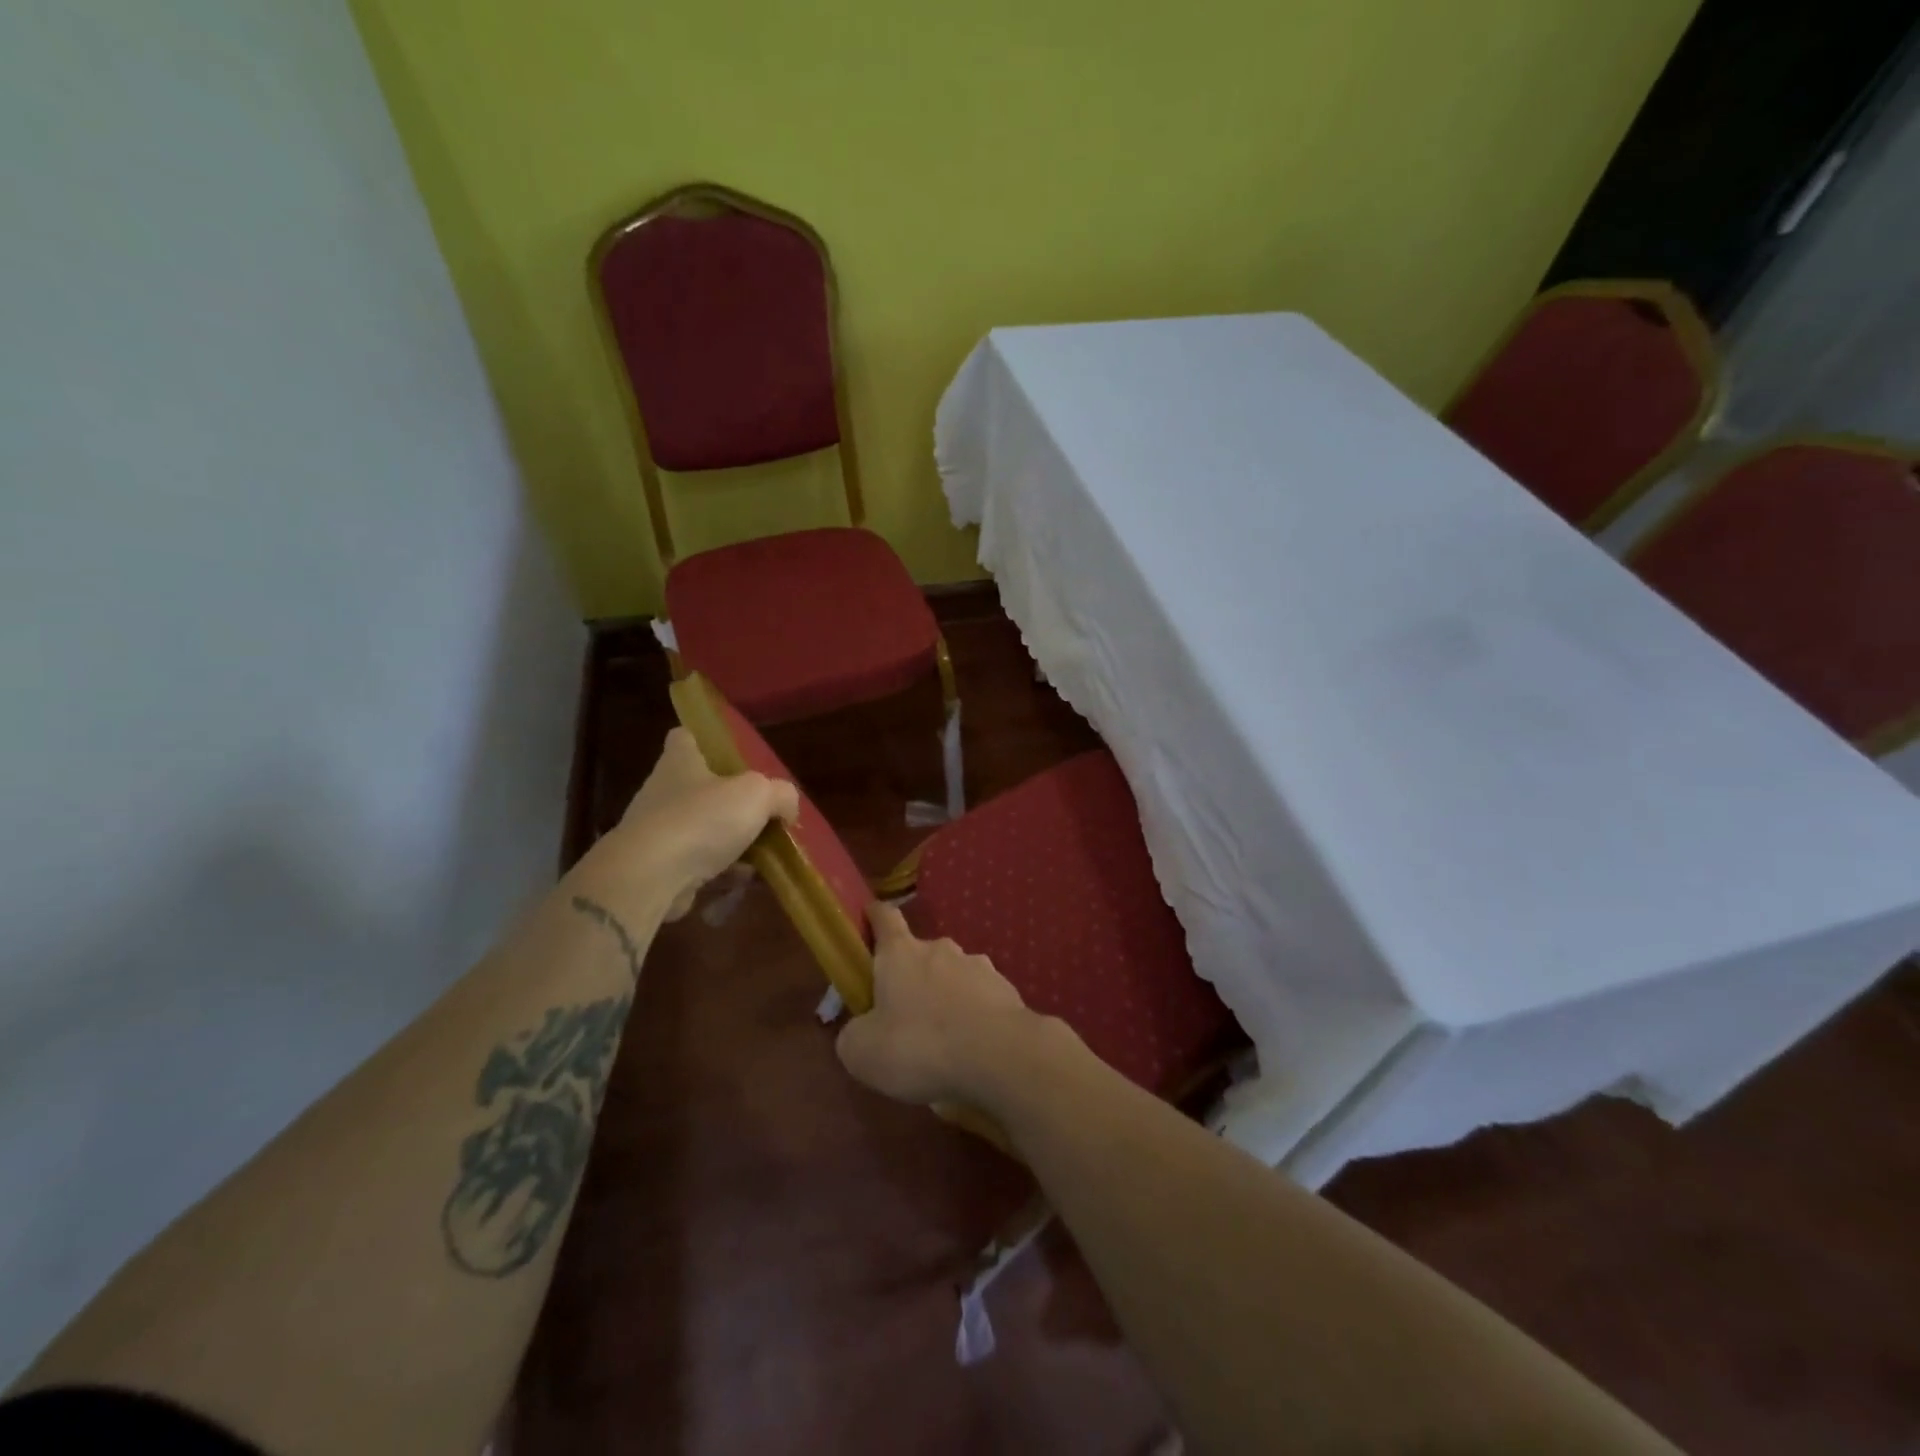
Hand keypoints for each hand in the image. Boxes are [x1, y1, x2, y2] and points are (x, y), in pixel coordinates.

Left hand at [609, 728, 799, 919]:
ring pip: (700, 828)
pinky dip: (718, 870)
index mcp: (680, 761)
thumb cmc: (702, 819)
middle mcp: (663, 791)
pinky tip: (742, 878)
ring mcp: (656, 830)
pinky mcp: (657, 866)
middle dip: (729, 800)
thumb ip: (780, 794)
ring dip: (727, 839)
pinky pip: (695, 862)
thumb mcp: (757, 794)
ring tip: (761, 852)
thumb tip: (787, 807)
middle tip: (761, 811)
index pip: (685, 737)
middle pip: (699, 786)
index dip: (706, 740)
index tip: (731, 754)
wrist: (650, 876)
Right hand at [835, 902, 1049, 1107]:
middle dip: (912, 975)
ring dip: (945, 996)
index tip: (869, 917)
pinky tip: (972, 1046)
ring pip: (953, 975)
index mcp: (900, 953)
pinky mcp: (1006, 989)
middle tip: (904, 1013)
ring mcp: (978, 965)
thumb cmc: (919, 1045)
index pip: (885, 917)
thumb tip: (858, 1031)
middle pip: (920, 952)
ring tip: (942, 1037)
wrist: (998, 1054)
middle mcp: (940, 948)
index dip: (875, 916)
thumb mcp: (863, 1052)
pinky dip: (973, 1015)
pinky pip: (981, 997)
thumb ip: (854, 1035)